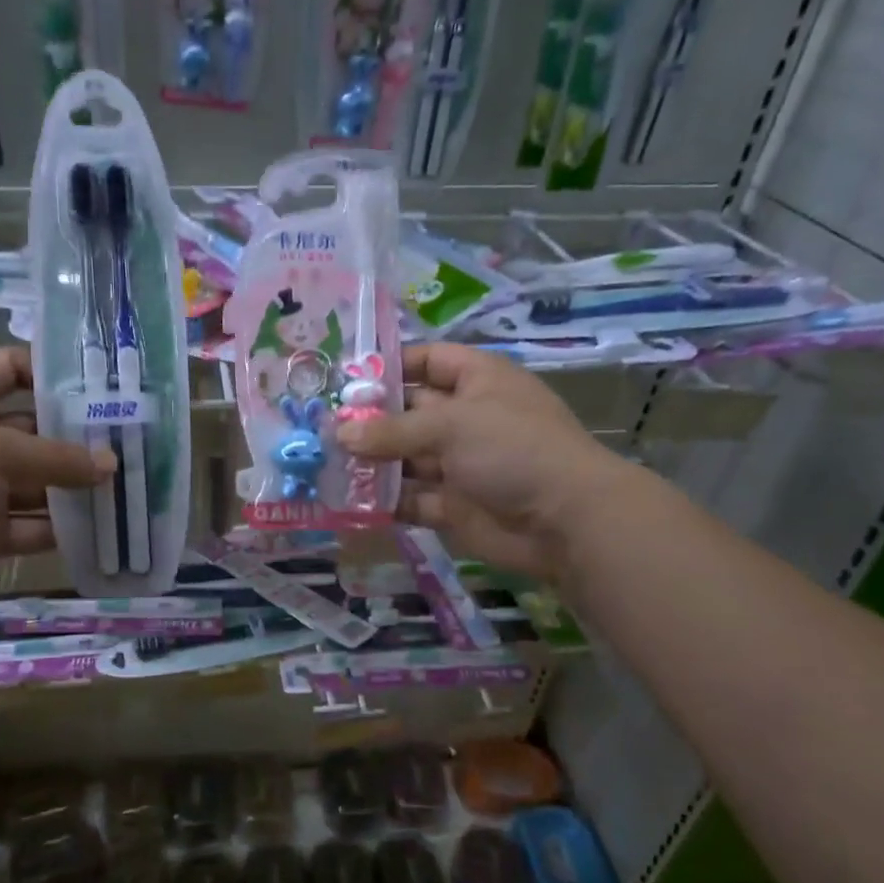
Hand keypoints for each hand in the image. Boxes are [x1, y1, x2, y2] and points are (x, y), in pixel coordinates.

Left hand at [0, 347, 113, 598]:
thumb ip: (56, 456)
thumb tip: (111, 464)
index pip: (8, 367)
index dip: (49, 370)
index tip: (98, 384)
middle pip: (33, 428)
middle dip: (77, 436)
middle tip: (128, 441)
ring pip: (38, 481)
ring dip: (76, 485)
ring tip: (125, 484)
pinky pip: (32, 525)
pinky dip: (62, 527)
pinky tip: (101, 525)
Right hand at [335, 343, 635, 580]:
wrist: (565, 521)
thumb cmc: (513, 449)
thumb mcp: (451, 426)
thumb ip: (391, 430)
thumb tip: (339, 433)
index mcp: (476, 381)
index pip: (427, 360)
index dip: (389, 365)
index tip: (344, 378)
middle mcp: (465, 418)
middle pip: (408, 412)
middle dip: (367, 419)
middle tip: (319, 425)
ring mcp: (459, 464)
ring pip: (404, 458)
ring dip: (369, 462)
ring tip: (321, 463)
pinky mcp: (452, 505)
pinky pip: (410, 498)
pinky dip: (383, 500)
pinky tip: (346, 500)